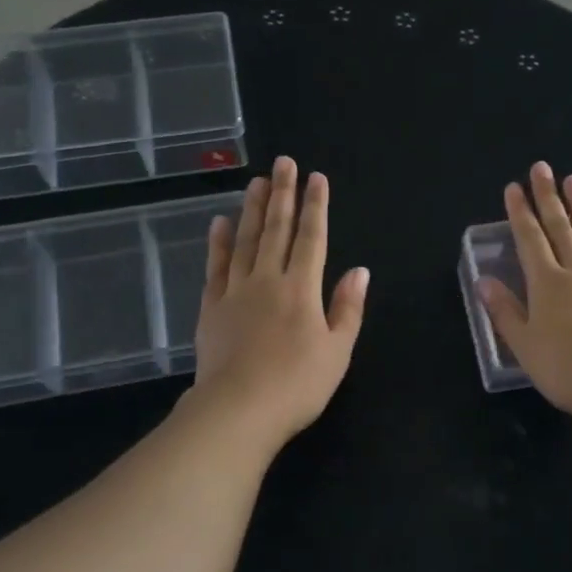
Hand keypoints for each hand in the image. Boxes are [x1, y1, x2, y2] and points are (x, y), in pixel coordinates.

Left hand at [190, 157, 369, 447]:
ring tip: (256, 181)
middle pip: (276, 229)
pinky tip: (220, 222)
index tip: (316, 178)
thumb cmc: (297, 385)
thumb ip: (348, 308)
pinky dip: (219, 243)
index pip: (311, 238)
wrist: (238, 410)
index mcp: (302, 289)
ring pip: (245, 240)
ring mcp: (235, 291)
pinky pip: (215, 266)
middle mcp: (267, 280)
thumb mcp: (337, 351)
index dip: (315, 206)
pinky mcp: (211, 307)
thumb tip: (360, 271)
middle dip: (282, 194)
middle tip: (283, 162)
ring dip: (252, 209)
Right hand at [476, 162, 571, 421]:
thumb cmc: (564, 368)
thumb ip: (504, 310)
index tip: (514, 188)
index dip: (520, 213)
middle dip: (548, 198)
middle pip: (560, 229)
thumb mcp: (523, 343)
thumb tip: (484, 279)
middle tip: (543, 168)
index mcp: (546, 284)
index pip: (529, 240)